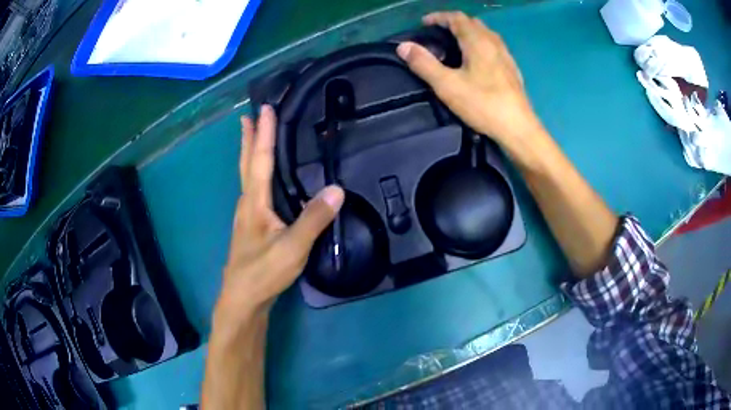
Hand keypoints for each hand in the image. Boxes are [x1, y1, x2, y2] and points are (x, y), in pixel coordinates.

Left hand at [215, 105, 344, 322]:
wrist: (244, 299)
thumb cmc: (263, 272)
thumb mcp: (293, 248)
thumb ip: (314, 219)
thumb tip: (337, 189)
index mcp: (255, 202)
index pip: (259, 160)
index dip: (263, 134)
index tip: (264, 109)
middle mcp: (248, 203)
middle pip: (247, 164)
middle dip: (249, 138)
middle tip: (249, 116)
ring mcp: (248, 216)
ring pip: (248, 176)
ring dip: (250, 153)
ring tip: (253, 137)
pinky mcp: (252, 227)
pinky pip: (254, 190)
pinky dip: (256, 173)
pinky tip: (263, 180)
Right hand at [397, 12, 540, 146]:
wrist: (518, 129)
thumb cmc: (483, 105)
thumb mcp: (447, 85)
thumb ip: (424, 64)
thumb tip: (403, 46)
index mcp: (478, 42)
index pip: (457, 18)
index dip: (439, 17)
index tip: (424, 23)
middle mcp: (494, 43)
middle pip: (473, 23)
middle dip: (454, 23)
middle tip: (439, 32)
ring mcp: (506, 56)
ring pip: (486, 34)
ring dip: (469, 32)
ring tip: (456, 44)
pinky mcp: (512, 70)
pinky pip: (494, 47)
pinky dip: (481, 44)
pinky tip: (478, 60)